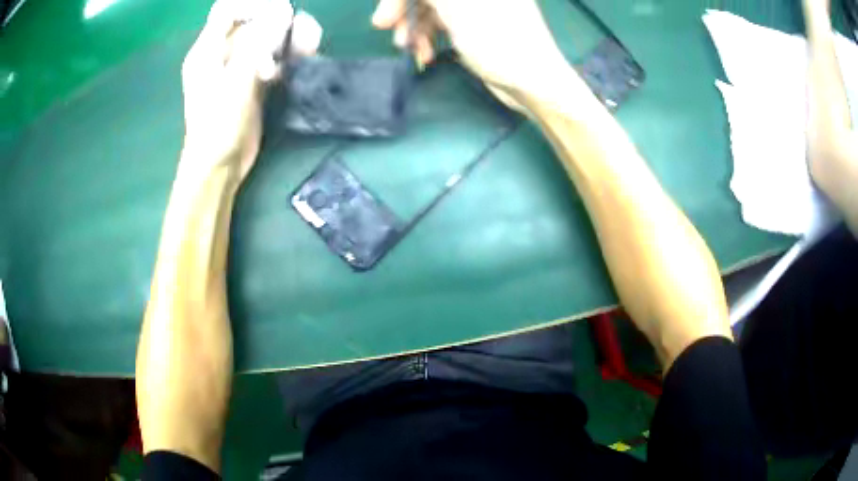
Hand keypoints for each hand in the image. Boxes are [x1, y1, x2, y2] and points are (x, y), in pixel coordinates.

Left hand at [180, 0, 321, 182]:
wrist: (220, 166)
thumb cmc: (218, 125)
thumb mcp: (235, 81)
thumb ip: (257, 43)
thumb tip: (282, 11)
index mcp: (207, 50)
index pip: (227, 10)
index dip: (253, 5)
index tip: (279, 9)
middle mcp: (223, 53)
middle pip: (252, 21)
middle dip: (278, 20)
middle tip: (300, 27)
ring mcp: (239, 67)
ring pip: (266, 38)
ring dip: (289, 37)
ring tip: (309, 44)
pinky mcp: (253, 81)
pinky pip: (273, 57)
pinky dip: (289, 54)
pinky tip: (305, 55)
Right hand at [371, 0, 580, 109]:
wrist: (534, 83)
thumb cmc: (498, 40)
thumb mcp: (458, 6)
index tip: (383, 21)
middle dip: (406, 14)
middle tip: (395, 37)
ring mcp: (477, 5)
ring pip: (432, 8)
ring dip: (416, 29)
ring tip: (413, 51)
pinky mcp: (476, 24)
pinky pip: (443, 22)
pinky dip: (430, 37)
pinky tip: (426, 54)